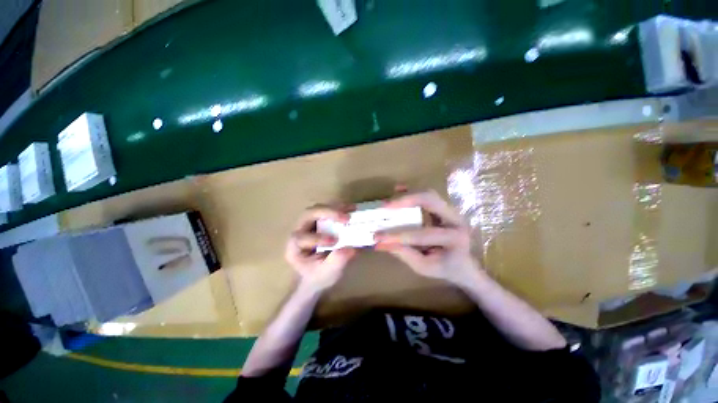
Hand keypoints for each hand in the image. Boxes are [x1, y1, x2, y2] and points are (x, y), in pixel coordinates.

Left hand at [285, 206, 356, 292]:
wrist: (317, 273)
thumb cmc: (318, 276)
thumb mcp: (327, 274)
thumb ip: (336, 262)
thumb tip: (351, 249)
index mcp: (294, 247)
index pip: (301, 238)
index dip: (317, 238)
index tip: (334, 242)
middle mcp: (299, 231)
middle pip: (308, 214)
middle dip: (327, 213)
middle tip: (346, 218)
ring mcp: (309, 224)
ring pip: (319, 208)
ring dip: (335, 208)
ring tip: (351, 211)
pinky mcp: (320, 220)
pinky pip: (328, 210)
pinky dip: (340, 208)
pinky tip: (352, 209)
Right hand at [375, 190, 480, 286]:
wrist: (465, 264)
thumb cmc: (445, 268)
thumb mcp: (424, 267)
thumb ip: (404, 254)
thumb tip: (381, 243)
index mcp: (455, 238)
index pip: (421, 234)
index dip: (397, 236)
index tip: (377, 237)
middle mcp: (456, 219)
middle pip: (430, 200)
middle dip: (405, 201)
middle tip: (385, 206)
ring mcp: (452, 210)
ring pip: (428, 194)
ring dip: (407, 195)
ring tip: (389, 200)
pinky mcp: (444, 207)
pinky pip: (427, 195)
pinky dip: (412, 191)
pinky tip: (399, 189)